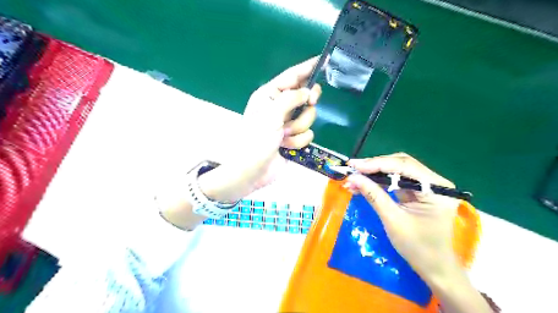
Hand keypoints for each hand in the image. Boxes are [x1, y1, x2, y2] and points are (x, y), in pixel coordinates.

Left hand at [200, 56, 322, 202]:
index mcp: (270, 95)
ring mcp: (288, 123)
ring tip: (284, 136)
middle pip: (305, 96)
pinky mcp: (294, 139)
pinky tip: (286, 147)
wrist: (252, 171)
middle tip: (309, 104)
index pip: (292, 76)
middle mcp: (280, 107)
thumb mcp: (271, 114)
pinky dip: (298, 142)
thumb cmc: (256, 140)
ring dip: (298, 129)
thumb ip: (291, 98)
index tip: (326, 59)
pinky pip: (308, 134)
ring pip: (309, 117)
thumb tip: (307, 92)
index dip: (308, 67)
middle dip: (306, 105)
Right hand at [348, 152, 459, 279]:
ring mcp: (427, 185)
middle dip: (374, 166)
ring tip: (353, 177)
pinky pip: (396, 180)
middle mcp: (434, 181)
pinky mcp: (419, 191)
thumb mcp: (393, 220)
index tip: (354, 166)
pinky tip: (363, 183)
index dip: (377, 164)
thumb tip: (352, 177)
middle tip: (352, 168)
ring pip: (397, 170)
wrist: (433, 266)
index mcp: (436, 188)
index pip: (404, 166)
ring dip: (374, 173)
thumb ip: (373, 195)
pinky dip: (379, 181)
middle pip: (401, 164)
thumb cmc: (417, 247)